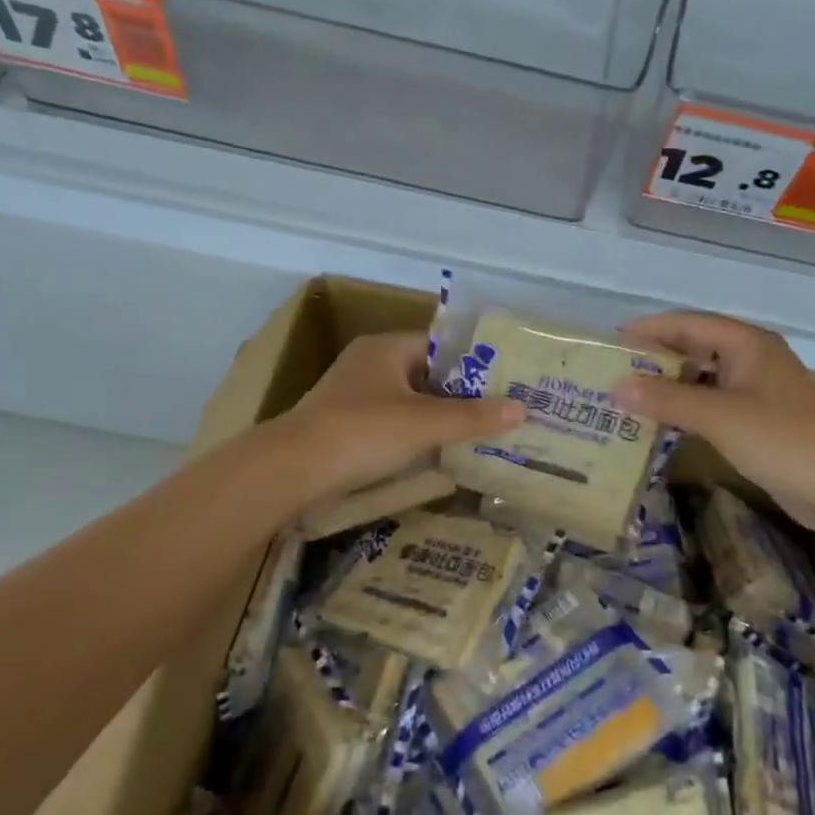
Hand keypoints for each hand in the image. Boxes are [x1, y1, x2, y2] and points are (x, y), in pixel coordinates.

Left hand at [269, 331, 524, 505]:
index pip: (441, 346)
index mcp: (386, 348)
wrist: (291, 469)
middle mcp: (369, 364)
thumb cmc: (362, 431)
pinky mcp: (345, 427)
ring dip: (438, 419)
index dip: (475, 364)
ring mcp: (354, 397)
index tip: (506, 383)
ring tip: (479, 436)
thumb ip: (473, 416)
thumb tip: (522, 408)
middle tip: (500, 413)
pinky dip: (414, 437)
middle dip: (461, 395)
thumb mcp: (424, 423)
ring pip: (409, 402)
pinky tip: (438, 455)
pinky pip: (392, 425)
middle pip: (427, 375)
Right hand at [612, 312, 814, 537]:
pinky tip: (662, 424)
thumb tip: (616, 387)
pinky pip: (714, 405)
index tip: (613, 342)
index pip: (689, 324)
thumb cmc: (781, 439)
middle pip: (696, 349)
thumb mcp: (718, 416)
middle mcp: (753, 359)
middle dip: (657, 360)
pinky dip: (688, 410)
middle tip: (615, 373)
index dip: (650, 330)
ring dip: (671, 388)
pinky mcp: (761, 421)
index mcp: (748, 343)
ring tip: (629, 398)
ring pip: (704, 379)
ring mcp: (758, 391)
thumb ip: (666, 399)